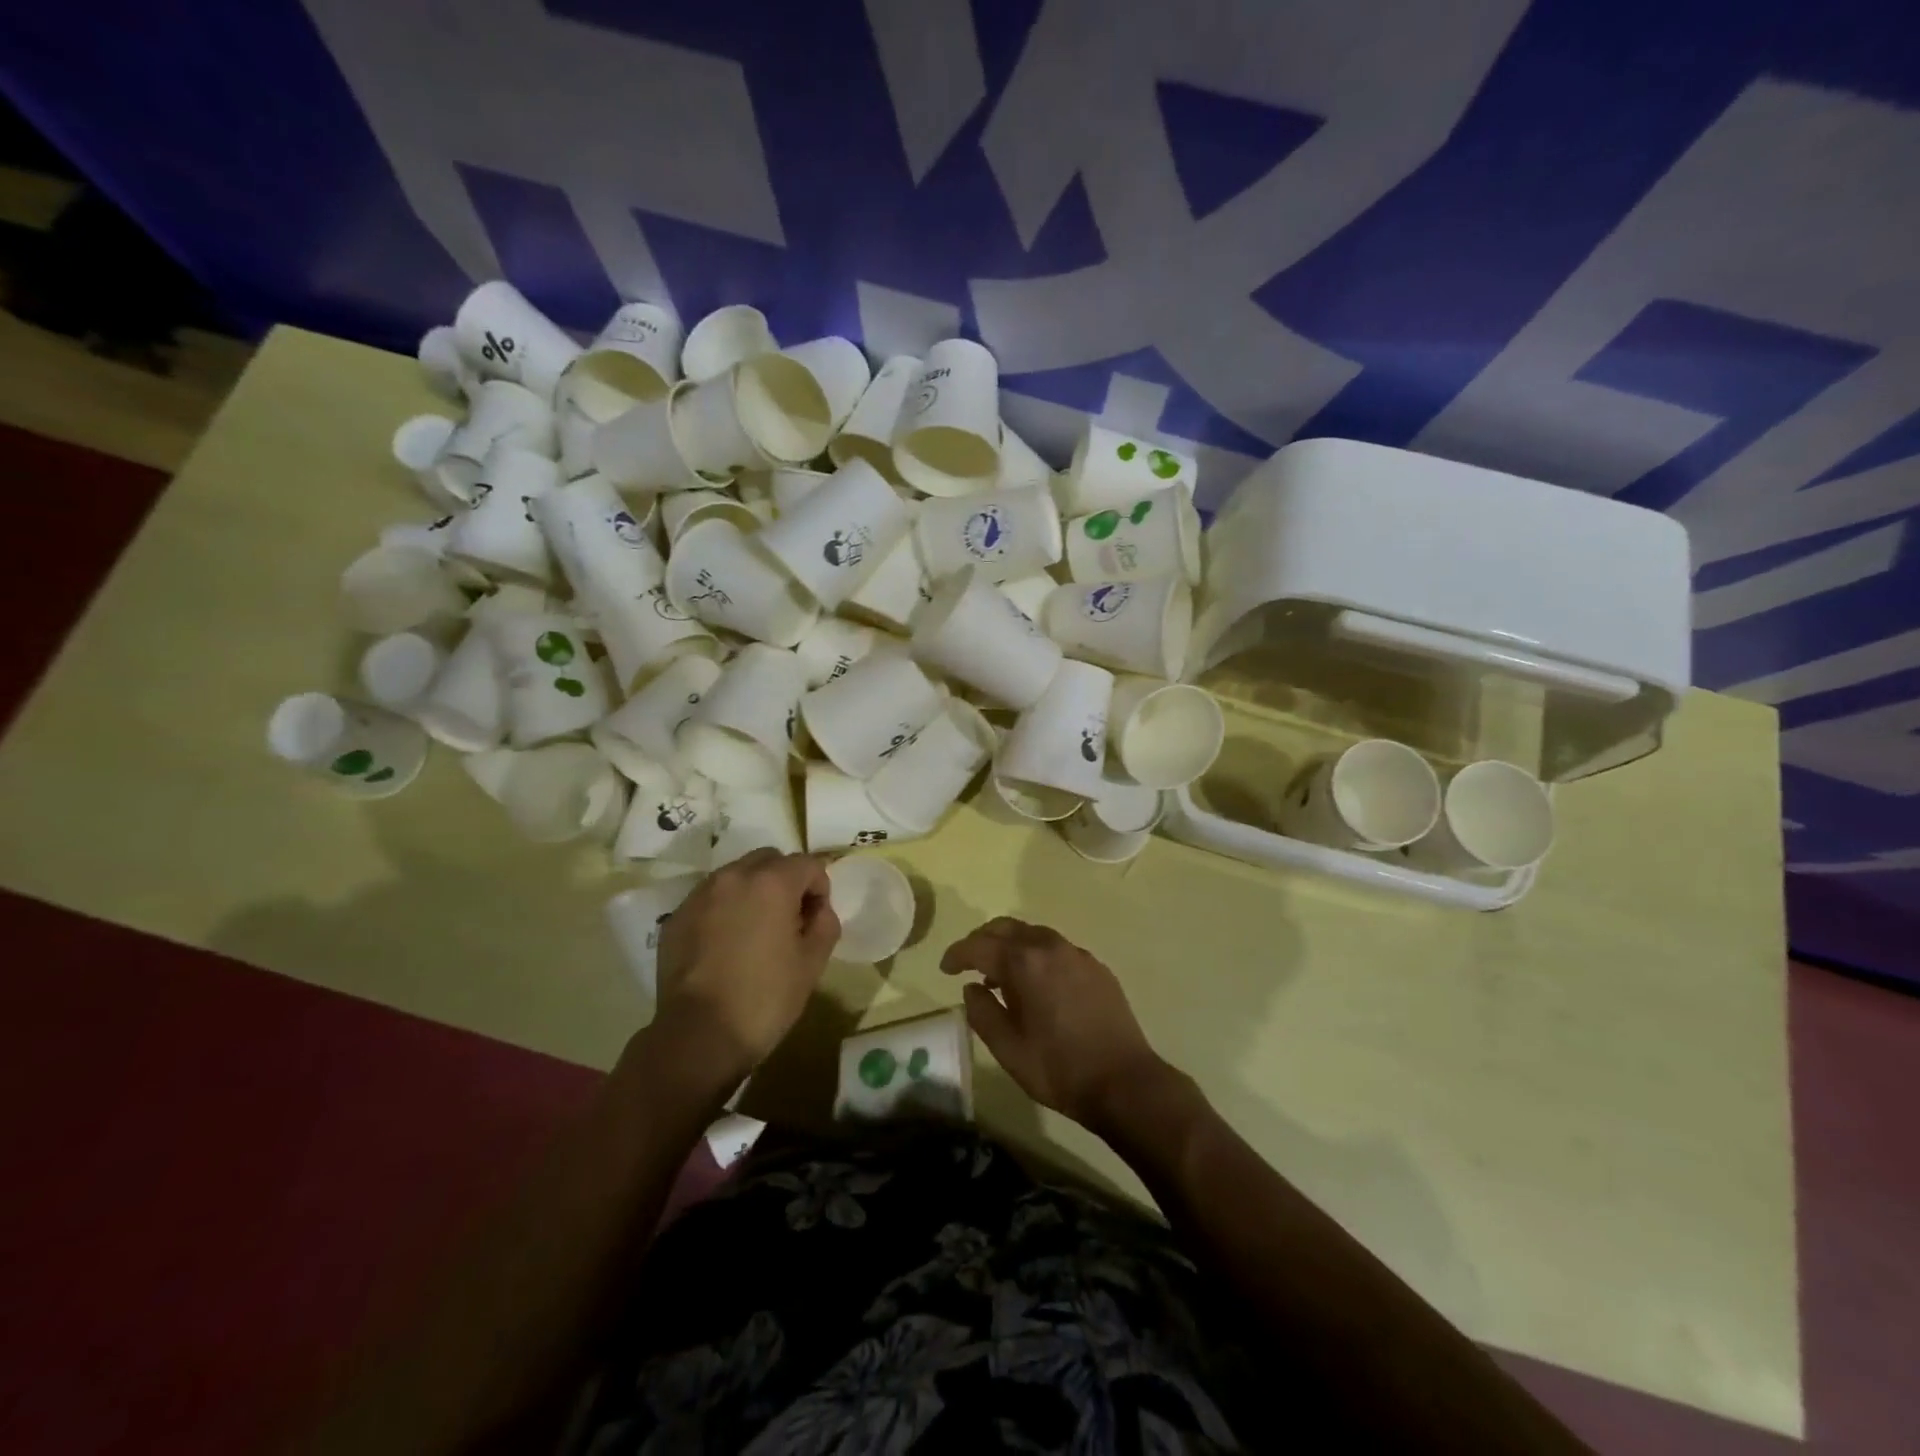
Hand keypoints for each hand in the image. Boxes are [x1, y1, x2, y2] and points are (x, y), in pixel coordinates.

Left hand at [654, 850, 839, 1073]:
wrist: (698, 1036)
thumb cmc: (765, 998)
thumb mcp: (813, 963)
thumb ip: (825, 923)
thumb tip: (817, 908)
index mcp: (772, 883)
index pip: (808, 864)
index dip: (820, 888)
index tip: (816, 918)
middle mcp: (733, 877)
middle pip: (769, 859)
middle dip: (785, 880)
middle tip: (788, 919)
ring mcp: (700, 895)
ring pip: (736, 875)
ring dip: (753, 891)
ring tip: (754, 931)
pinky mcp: (676, 917)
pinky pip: (710, 898)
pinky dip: (724, 909)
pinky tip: (725, 945)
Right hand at [940, 917, 1168, 1132]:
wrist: (1125, 1082)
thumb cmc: (1059, 1068)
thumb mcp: (1008, 1049)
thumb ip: (982, 1012)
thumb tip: (972, 987)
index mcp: (1024, 962)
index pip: (979, 945)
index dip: (957, 954)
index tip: (945, 968)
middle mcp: (1050, 946)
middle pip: (1006, 927)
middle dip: (982, 940)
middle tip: (968, 962)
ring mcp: (1077, 954)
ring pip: (1033, 934)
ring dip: (1011, 945)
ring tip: (1000, 973)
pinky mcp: (1096, 967)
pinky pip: (1056, 948)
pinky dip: (1036, 954)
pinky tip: (1036, 982)